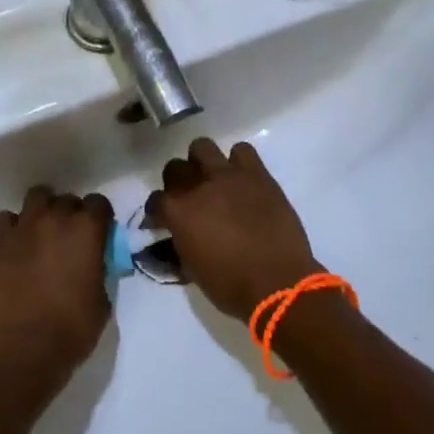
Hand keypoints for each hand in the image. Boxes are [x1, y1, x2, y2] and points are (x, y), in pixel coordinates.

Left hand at [0, 186, 113, 394]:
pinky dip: (13, 227)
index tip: (97, 233)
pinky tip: (15, 247)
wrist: (21, 351)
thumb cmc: (71, 331)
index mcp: (87, 231)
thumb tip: (93, 264)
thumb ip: (99, 270)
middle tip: (68, 240)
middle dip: (71, 215)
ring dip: (42, 212)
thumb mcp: (102, 300)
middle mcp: (56, 219)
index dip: (99, 218)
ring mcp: (23, 227)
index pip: (99, 203)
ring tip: (40, 235)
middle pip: (67, 200)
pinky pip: (5, 219)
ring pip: (36, 198)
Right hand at [146, 139, 319, 320]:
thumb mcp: (192, 270)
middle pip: (175, 167)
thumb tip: (176, 238)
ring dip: (203, 162)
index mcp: (179, 213)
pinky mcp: (257, 174)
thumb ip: (179, 245)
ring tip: (214, 179)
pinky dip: (239, 162)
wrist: (278, 282)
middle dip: (178, 181)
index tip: (162, 220)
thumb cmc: (231, 286)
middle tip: (189, 197)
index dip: (157, 211)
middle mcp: (199, 187)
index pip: (156, 200)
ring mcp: (229, 176)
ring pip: (203, 147)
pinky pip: (243, 151)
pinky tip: (243, 180)